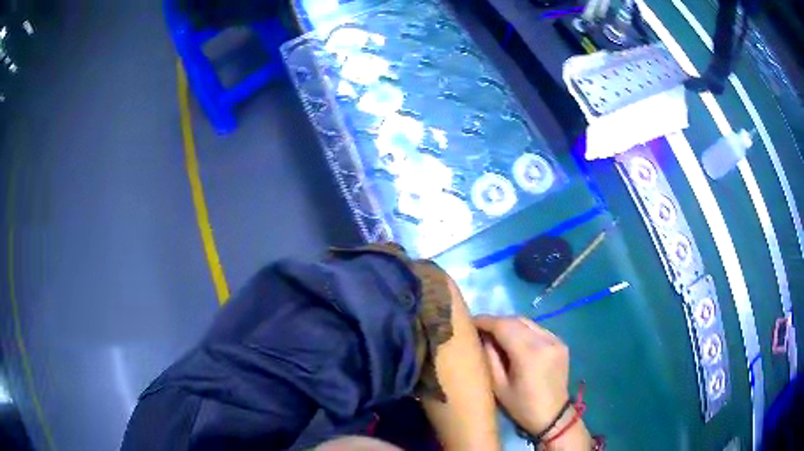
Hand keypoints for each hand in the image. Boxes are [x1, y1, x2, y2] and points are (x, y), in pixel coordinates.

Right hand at [473, 316, 570, 434]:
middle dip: (496, 321)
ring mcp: (556, 340)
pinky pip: (538, 330)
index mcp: (529, 354)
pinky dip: (523, 331)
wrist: (553, 416)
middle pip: (516, 320)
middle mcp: (545, 341)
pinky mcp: (561, 343)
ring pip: (528, 322)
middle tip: (480, 328)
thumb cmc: (522, 406)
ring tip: (496, 334)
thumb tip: (482, 337)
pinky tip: (515, 341)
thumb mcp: (498, 386)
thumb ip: (489, 357)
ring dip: (510, 324)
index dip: (485, 320)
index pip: (503, 326)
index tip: (469, 321)